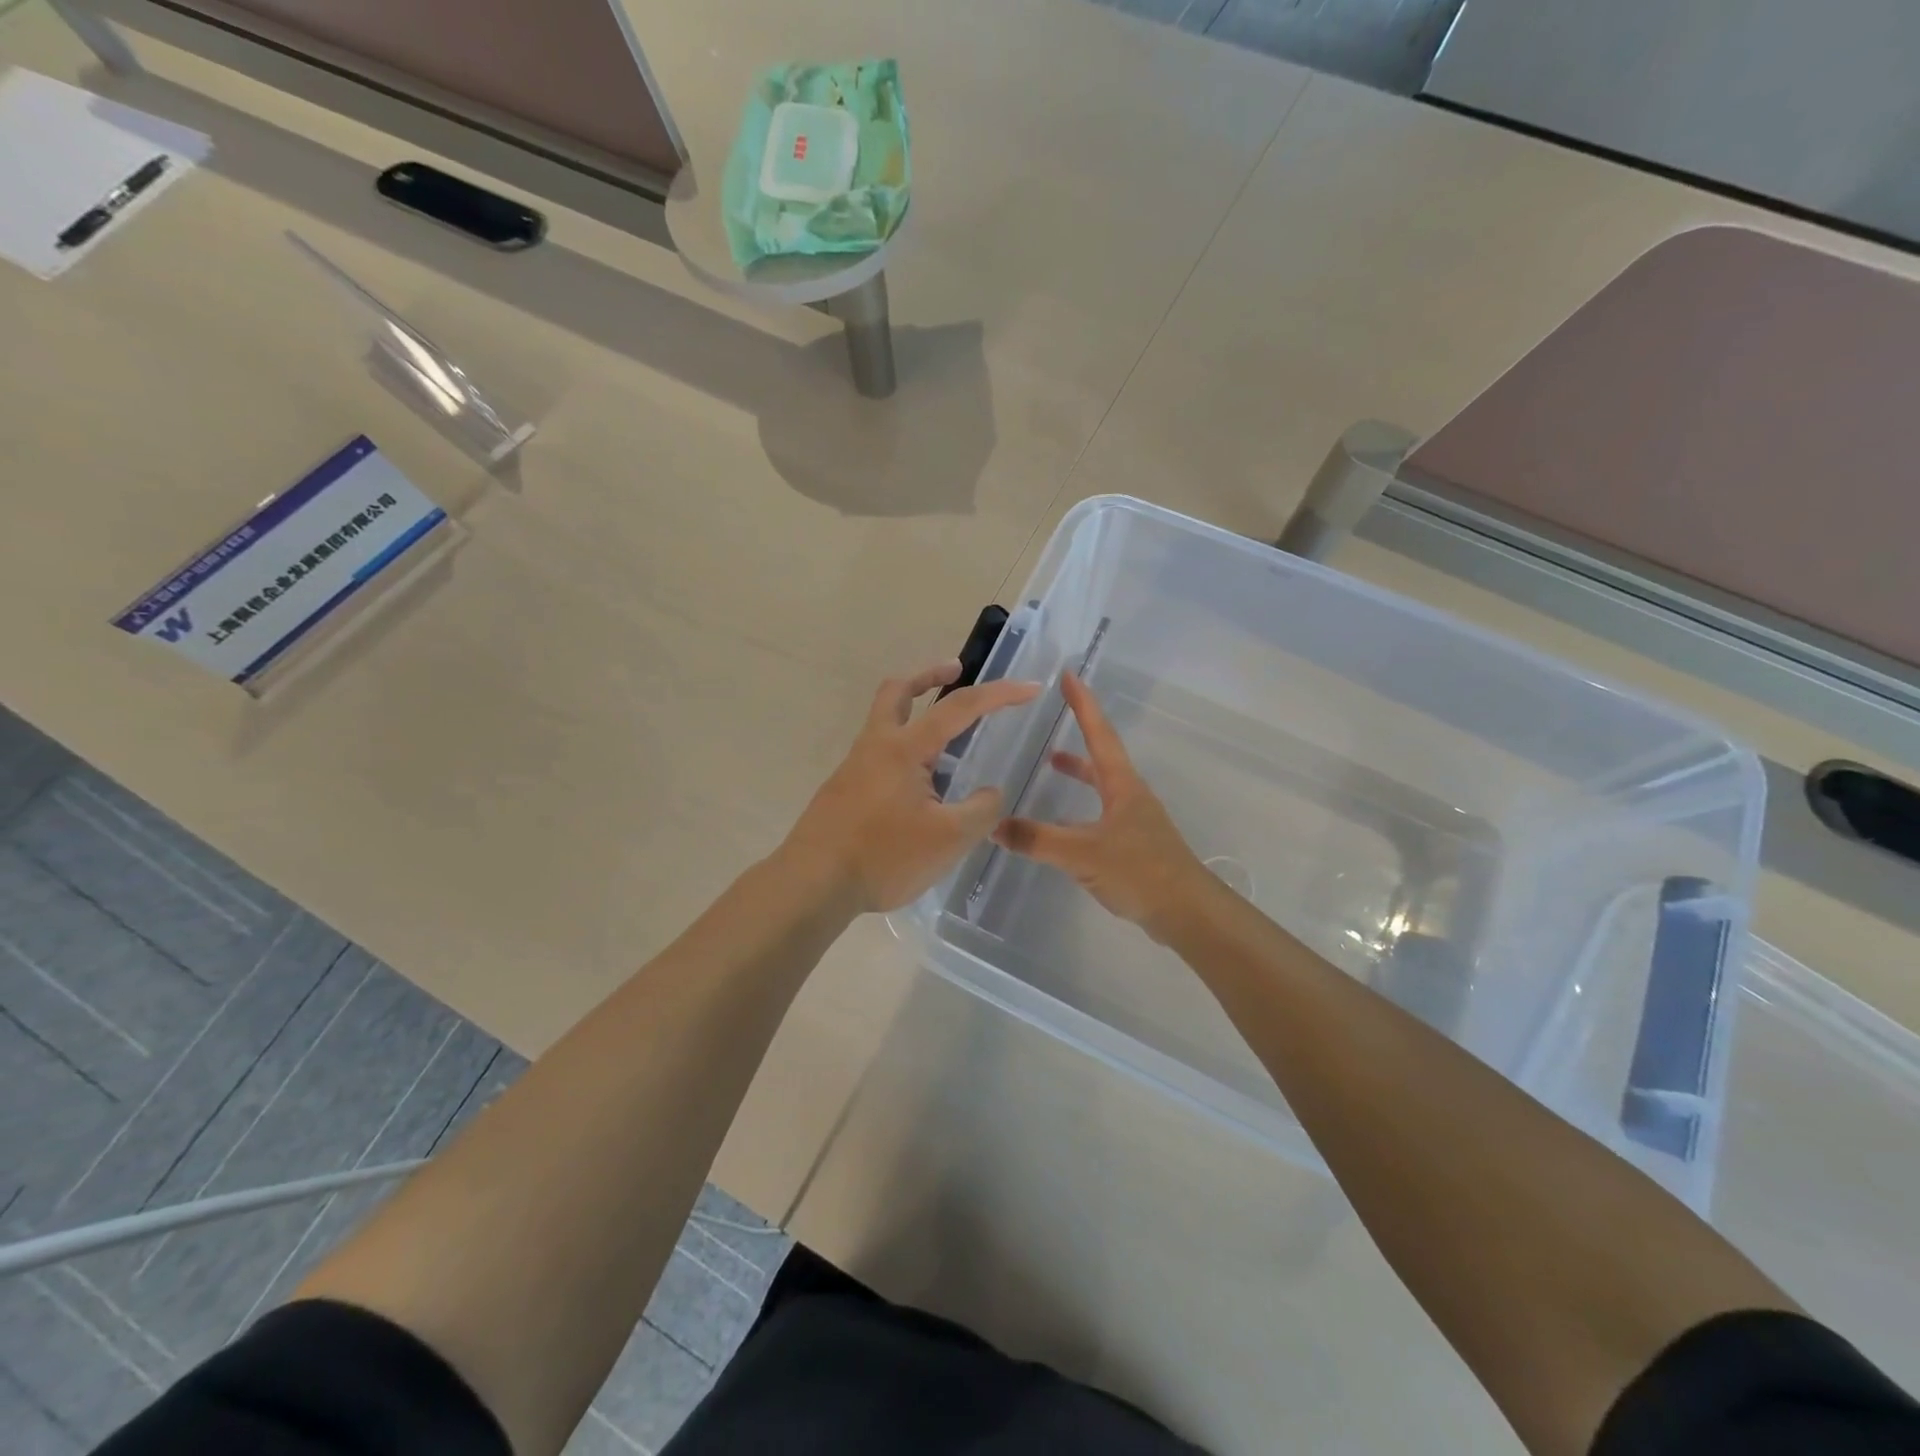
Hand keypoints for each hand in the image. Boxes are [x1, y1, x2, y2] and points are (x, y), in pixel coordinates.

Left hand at [783, 660, 1040, 913]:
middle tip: (955, 671)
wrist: (812, 884)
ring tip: (948, 742)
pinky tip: (921, 789)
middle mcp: (876, 746)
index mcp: (904, 748)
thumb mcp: (949, 838)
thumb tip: (990, 793)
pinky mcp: (844, 791)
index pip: (959, 707)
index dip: (999, 694)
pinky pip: (880, 756)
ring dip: (915, 714)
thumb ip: (981, 810)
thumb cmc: (884, 856)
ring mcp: (854, 768)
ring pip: (885, 723)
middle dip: (929, 675)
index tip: (1031, 689)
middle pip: (898, 691)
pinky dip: (905, 751)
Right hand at [993, 671, 1211, 942]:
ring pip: (1101, 786)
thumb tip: (992, 826)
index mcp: (1122, 785)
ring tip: (1051, 766)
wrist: (1186, 911)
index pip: (1099, 734)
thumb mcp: (1082, 853)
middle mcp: (1129, 795)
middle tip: (1056, 718)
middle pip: (1101, 756)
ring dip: (1079, 772)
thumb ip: (1037, 839)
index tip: (1069, 676)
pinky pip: (1099, 815)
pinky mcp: (1133, 845)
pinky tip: (1060, 828)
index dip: (1083, 705)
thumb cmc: (1139, 871)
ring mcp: (1134, 820)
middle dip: (1079, 734)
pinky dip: (1078, 809)